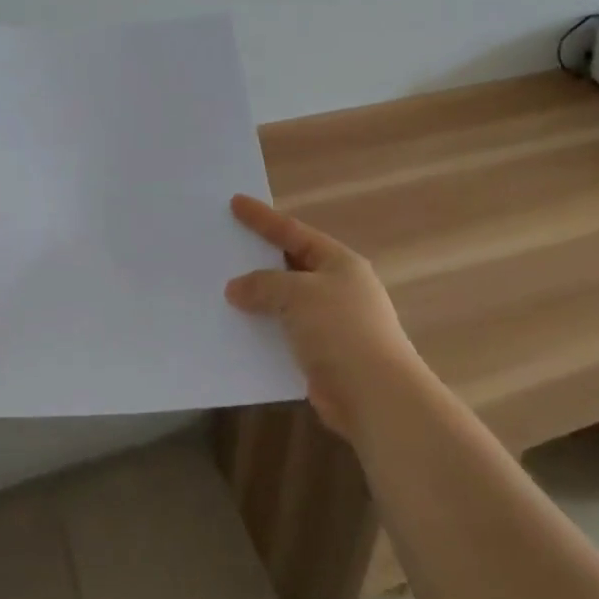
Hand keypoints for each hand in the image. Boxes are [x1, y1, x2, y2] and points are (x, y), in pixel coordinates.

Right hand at [226, 194, 421, 439]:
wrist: (375, 396)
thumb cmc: (340, 330)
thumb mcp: (298, 294)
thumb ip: (264, 285)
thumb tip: (236, 288)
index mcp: (339, 262)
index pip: (294, 232)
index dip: (263, 218)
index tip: (235, 202)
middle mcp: (338, 288)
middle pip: (290, 265)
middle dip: (259, 258)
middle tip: (226, 245)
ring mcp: (332, 323)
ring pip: (286, 302)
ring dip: (259, 298)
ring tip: (223, 290)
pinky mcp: (323, 355)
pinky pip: (285, 334)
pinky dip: (264, 330)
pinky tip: (238, 331)